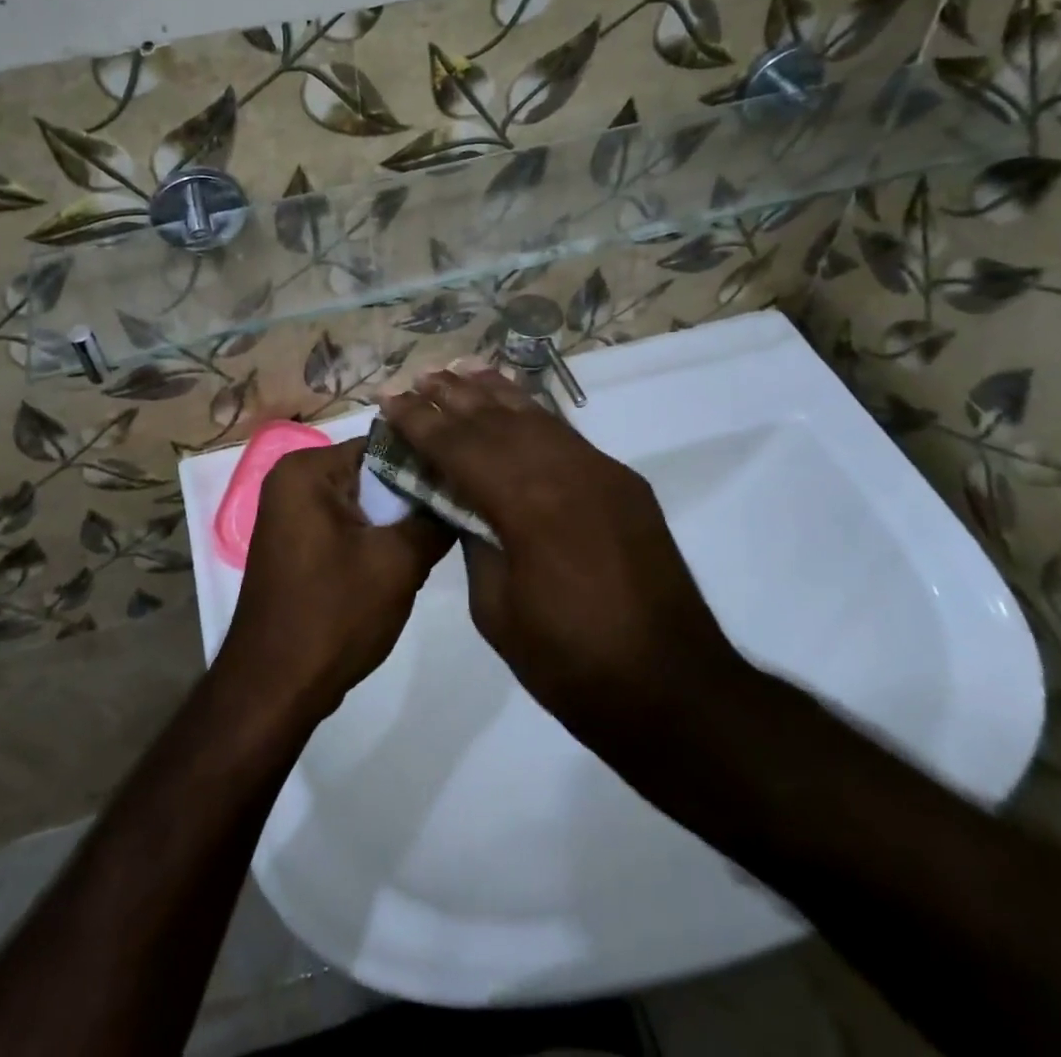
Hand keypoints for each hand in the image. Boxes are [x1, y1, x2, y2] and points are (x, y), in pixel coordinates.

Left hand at [218, 439, 453, 721]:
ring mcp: (292, 512)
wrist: (275, 687)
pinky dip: (377, 537)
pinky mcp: (298, 543)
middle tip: (462, 509)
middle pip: (373, 471)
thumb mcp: (397, 562)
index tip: (469, 480)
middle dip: (414, 493)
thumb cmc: (333, 615)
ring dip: (399, 519)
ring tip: (443, 533)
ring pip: (364, 501)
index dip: (428, 462)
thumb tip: (464, 493)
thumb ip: (434, 519)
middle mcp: (293, 479)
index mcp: (308, 469)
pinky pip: (347, 524)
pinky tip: (409, 557)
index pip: (384, 444)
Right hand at [381, 369, 754, 755]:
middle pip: (496, 419)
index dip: (419, 422)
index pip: (459, 447)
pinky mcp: (622, 482)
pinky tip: (514, 403)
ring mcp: (600, 471)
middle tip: (415, 378)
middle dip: (451, 397)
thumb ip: (474, 541)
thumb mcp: (496, 609)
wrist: (672, 689)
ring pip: (535, 416)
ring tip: (458, 371)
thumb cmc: (570, 663)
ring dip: (492, 393)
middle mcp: (564, 471)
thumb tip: (462, 503)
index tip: (388, 399)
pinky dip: (532, 413)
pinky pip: (565, 434)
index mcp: (526, 504)